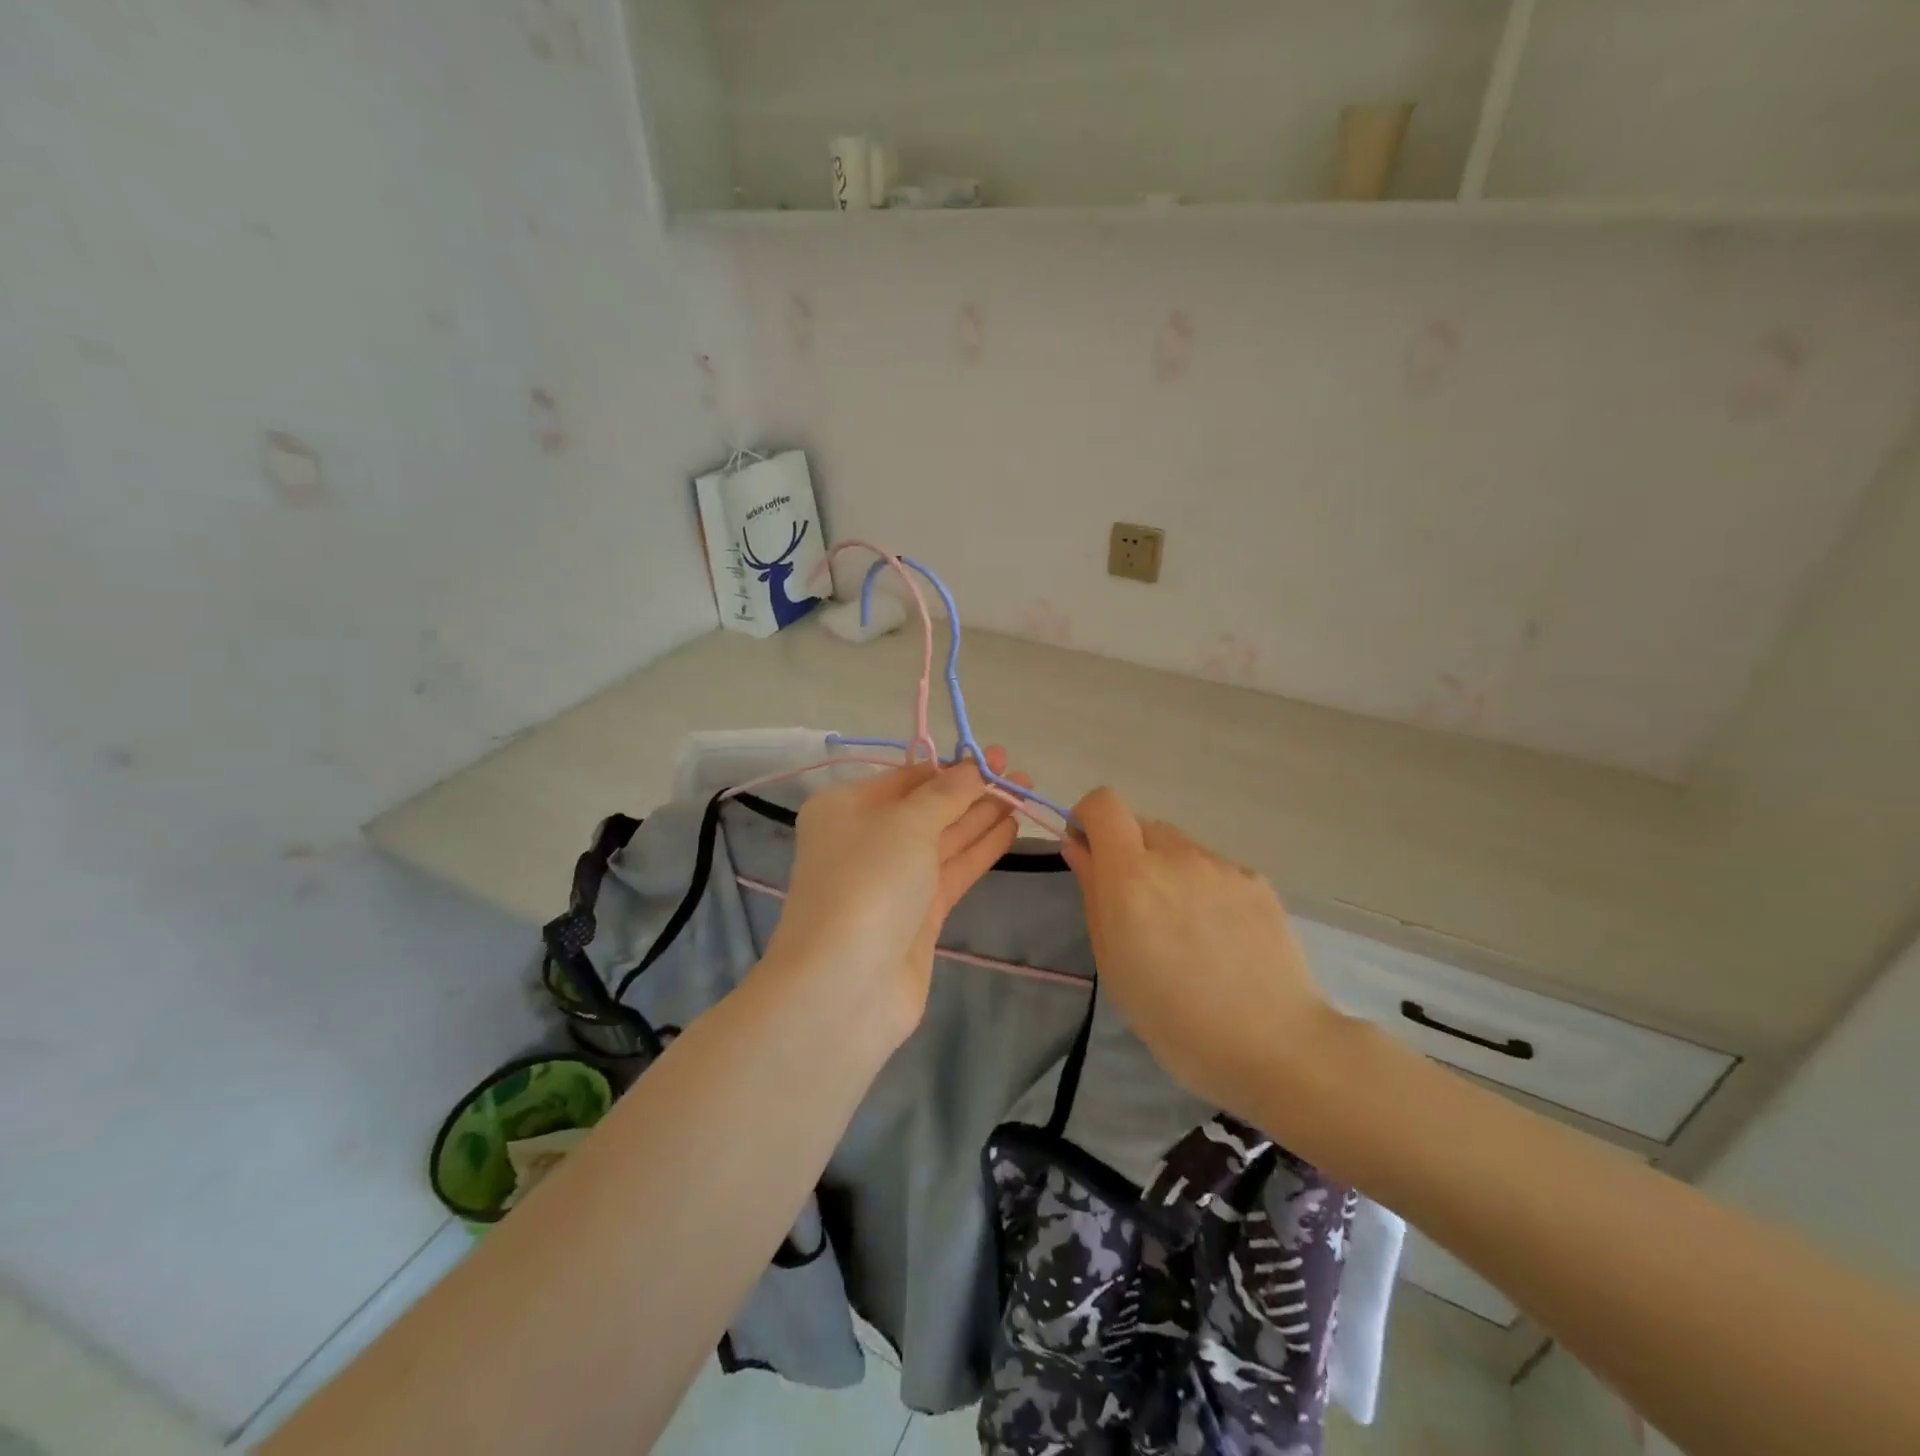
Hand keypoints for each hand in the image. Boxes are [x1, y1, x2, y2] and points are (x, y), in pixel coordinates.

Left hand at [764, 749, 1026, 1042]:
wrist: (845, 986)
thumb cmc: (868, 882)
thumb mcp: (906, 823)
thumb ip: (946, 794)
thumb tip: (972, 768)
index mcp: (845, 809)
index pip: (906, 779)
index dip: (951, 767)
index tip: (993, 757)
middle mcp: (865, 841)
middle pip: (927, 808)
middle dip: (972, 791)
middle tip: (1017, 774)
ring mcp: (892, 881)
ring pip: (943, 840)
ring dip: (982, 817)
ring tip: (1025, 793)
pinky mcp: (917, 916)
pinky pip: (951, 871)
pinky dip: (979, 850)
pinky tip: (1011, 829)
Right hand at [1060, 787, 1337, 1122]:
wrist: (1274, 1045)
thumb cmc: (1173, 1018)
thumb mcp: (1113, 961)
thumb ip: (1093, 892)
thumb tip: (1078, 847)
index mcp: (1132, 875)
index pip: (1104, 804)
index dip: (1089, 817)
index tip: (1088, 851)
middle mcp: (1177, 856)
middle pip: (1141, 826)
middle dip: (1128, 853)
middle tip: (1138, 909)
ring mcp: (1222, 866)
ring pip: (1180, 848)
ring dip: (1168, 872)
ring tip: (1186, 931)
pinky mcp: (1256, 881)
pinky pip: (1214, 870)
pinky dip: (1204, 889)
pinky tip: (1221, 938)